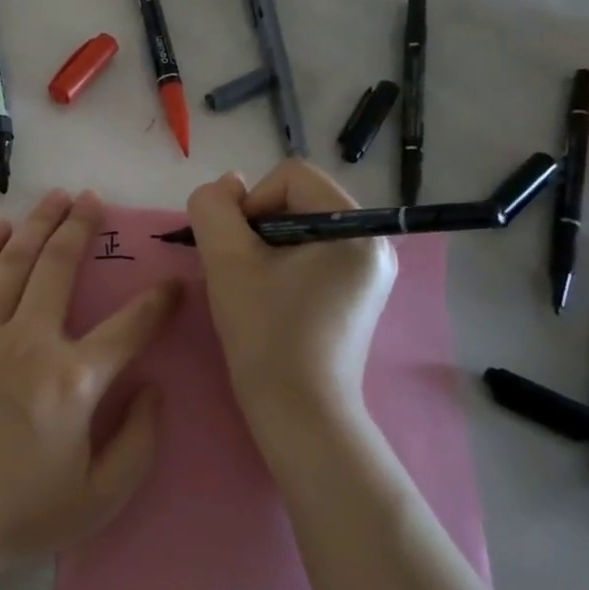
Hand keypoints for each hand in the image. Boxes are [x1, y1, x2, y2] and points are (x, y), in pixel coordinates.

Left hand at [0, 189, 179, 578]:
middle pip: (61, 267)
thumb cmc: (18, 514)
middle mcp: (31, 340)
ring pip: (15, 262)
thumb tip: (154, 388)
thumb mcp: (100, 498)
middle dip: (81, 227)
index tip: (174, 282)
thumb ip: (139, 441)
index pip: (130, 326)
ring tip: (55, 197)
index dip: (158, 301)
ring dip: (38, 225)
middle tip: (93, 199)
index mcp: (75, 379)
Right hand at [186, 161, 396, 435]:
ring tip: (256, 287)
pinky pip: (315, 254)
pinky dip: (286, 264)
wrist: (300, 413)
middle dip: (259, 226)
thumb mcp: (227, 261)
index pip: (290, 176)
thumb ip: (214, 209)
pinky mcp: (360, 293)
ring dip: (268, 246)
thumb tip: (227, 185)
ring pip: (303, 227)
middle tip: (243, 271)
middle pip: (299, 199)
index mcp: (354, 228)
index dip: (252, 203)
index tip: (239, 250)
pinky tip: (273, 299)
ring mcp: (371, 270)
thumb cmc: (266, 333)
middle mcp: (374, 241)